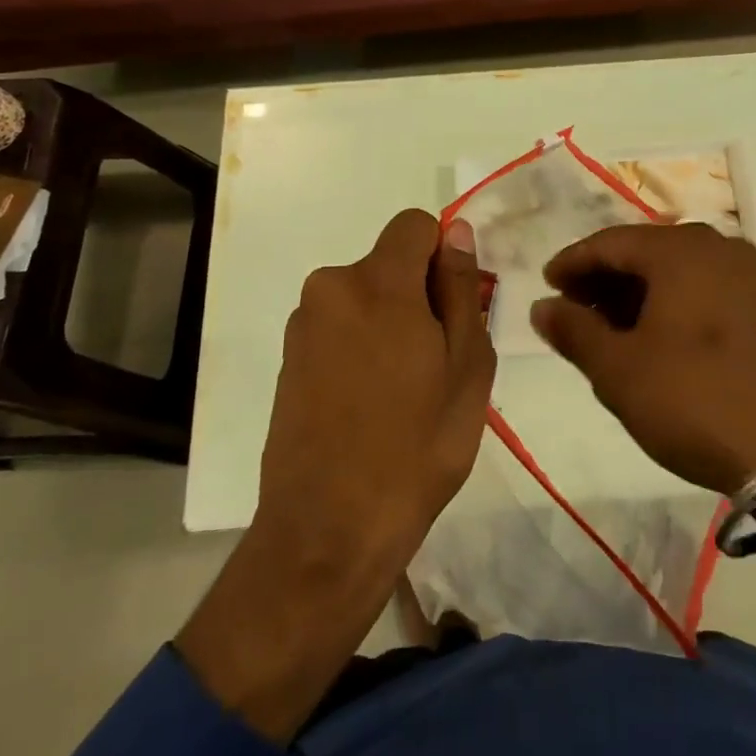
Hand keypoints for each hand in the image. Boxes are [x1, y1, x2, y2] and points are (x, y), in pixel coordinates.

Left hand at [178, 209, 492, 739]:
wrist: (328, 531)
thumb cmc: (416, 447)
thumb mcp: (467, 367)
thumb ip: (461, 289)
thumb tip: (457, 234)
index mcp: (378, 283)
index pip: (414, 224)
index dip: (441, 254)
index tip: (452, 307)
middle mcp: (331, 288)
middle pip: (389, 263)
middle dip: (417, 294)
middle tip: (436, 362)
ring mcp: (304, 325)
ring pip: (365, 297)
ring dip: (388, 323)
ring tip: (403, 391)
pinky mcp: (289, 358)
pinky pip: (339, 326)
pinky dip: (360, 346)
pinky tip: (368, 404)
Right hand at [533, 222, 755, 642]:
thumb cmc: (694, 401)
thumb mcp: (619, 370)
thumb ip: (574, 330)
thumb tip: (542, 307)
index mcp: (681, 250)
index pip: (610, 242)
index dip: (572, 263)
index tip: (546, 287)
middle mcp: (717, 247)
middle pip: (644, 251)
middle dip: (603, 279)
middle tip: (572, 311)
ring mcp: (747, 275)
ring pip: (674, 271)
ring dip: (635, 293)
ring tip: (606, 329)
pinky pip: (702, 288)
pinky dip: (668, 303)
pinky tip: (652, 337)